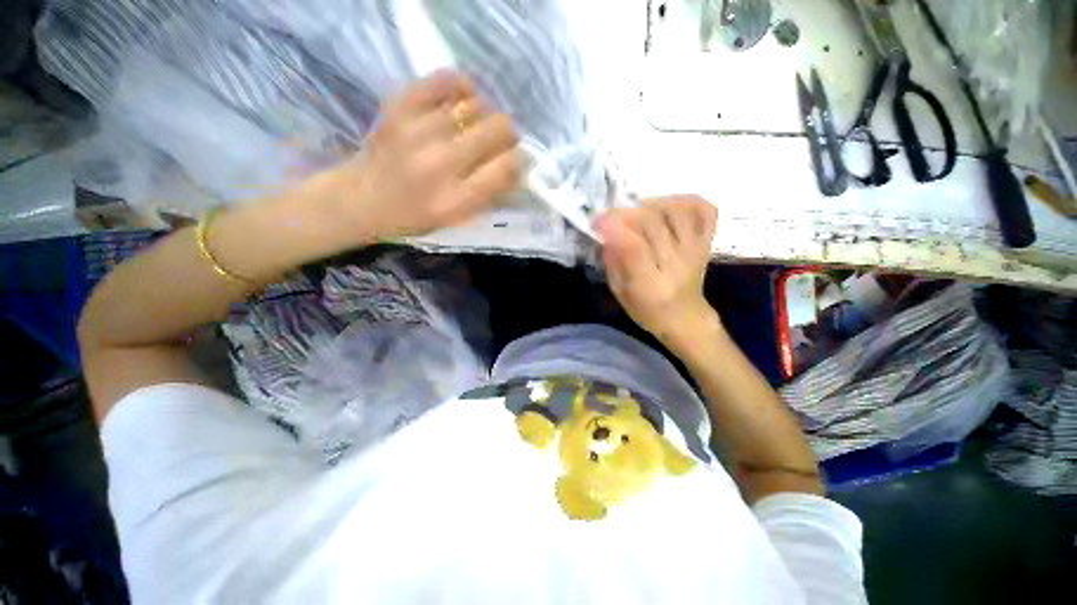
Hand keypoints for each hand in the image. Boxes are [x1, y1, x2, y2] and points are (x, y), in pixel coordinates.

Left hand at [314, 71, 519, 240]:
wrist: (363, 198)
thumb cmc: (416, 216)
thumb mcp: (457, 219)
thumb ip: (489, 194)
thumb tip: (517, 166)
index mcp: (457, 200)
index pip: (508, 167)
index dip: (520, 160)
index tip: (516, 160)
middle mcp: (442, 164)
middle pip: (499, 129)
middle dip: (507, 135)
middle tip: (498, 142)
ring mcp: (419, 131)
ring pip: (477, 105)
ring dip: (484, 116)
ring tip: (473, 127)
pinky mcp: (401, 106)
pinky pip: (447, 80)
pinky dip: (462, 86)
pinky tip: (462, 98)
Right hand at [596, 196, 719, 351]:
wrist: (686, 318)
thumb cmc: (648, 310)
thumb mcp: (620, 293)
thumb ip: (613, 263)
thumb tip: (607, 233)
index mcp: (651, 285)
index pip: (634, 247)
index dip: (614, 227)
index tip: (598, 221)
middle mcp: (676, 264)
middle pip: (653, 224)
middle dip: (626, 212)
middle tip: (611, 214)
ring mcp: (695, 250)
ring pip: (677, 212)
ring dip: (652, 204)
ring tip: (638, 210)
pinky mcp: (706, 243)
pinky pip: (704, 211)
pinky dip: (687, 200)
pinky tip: (669, 206)